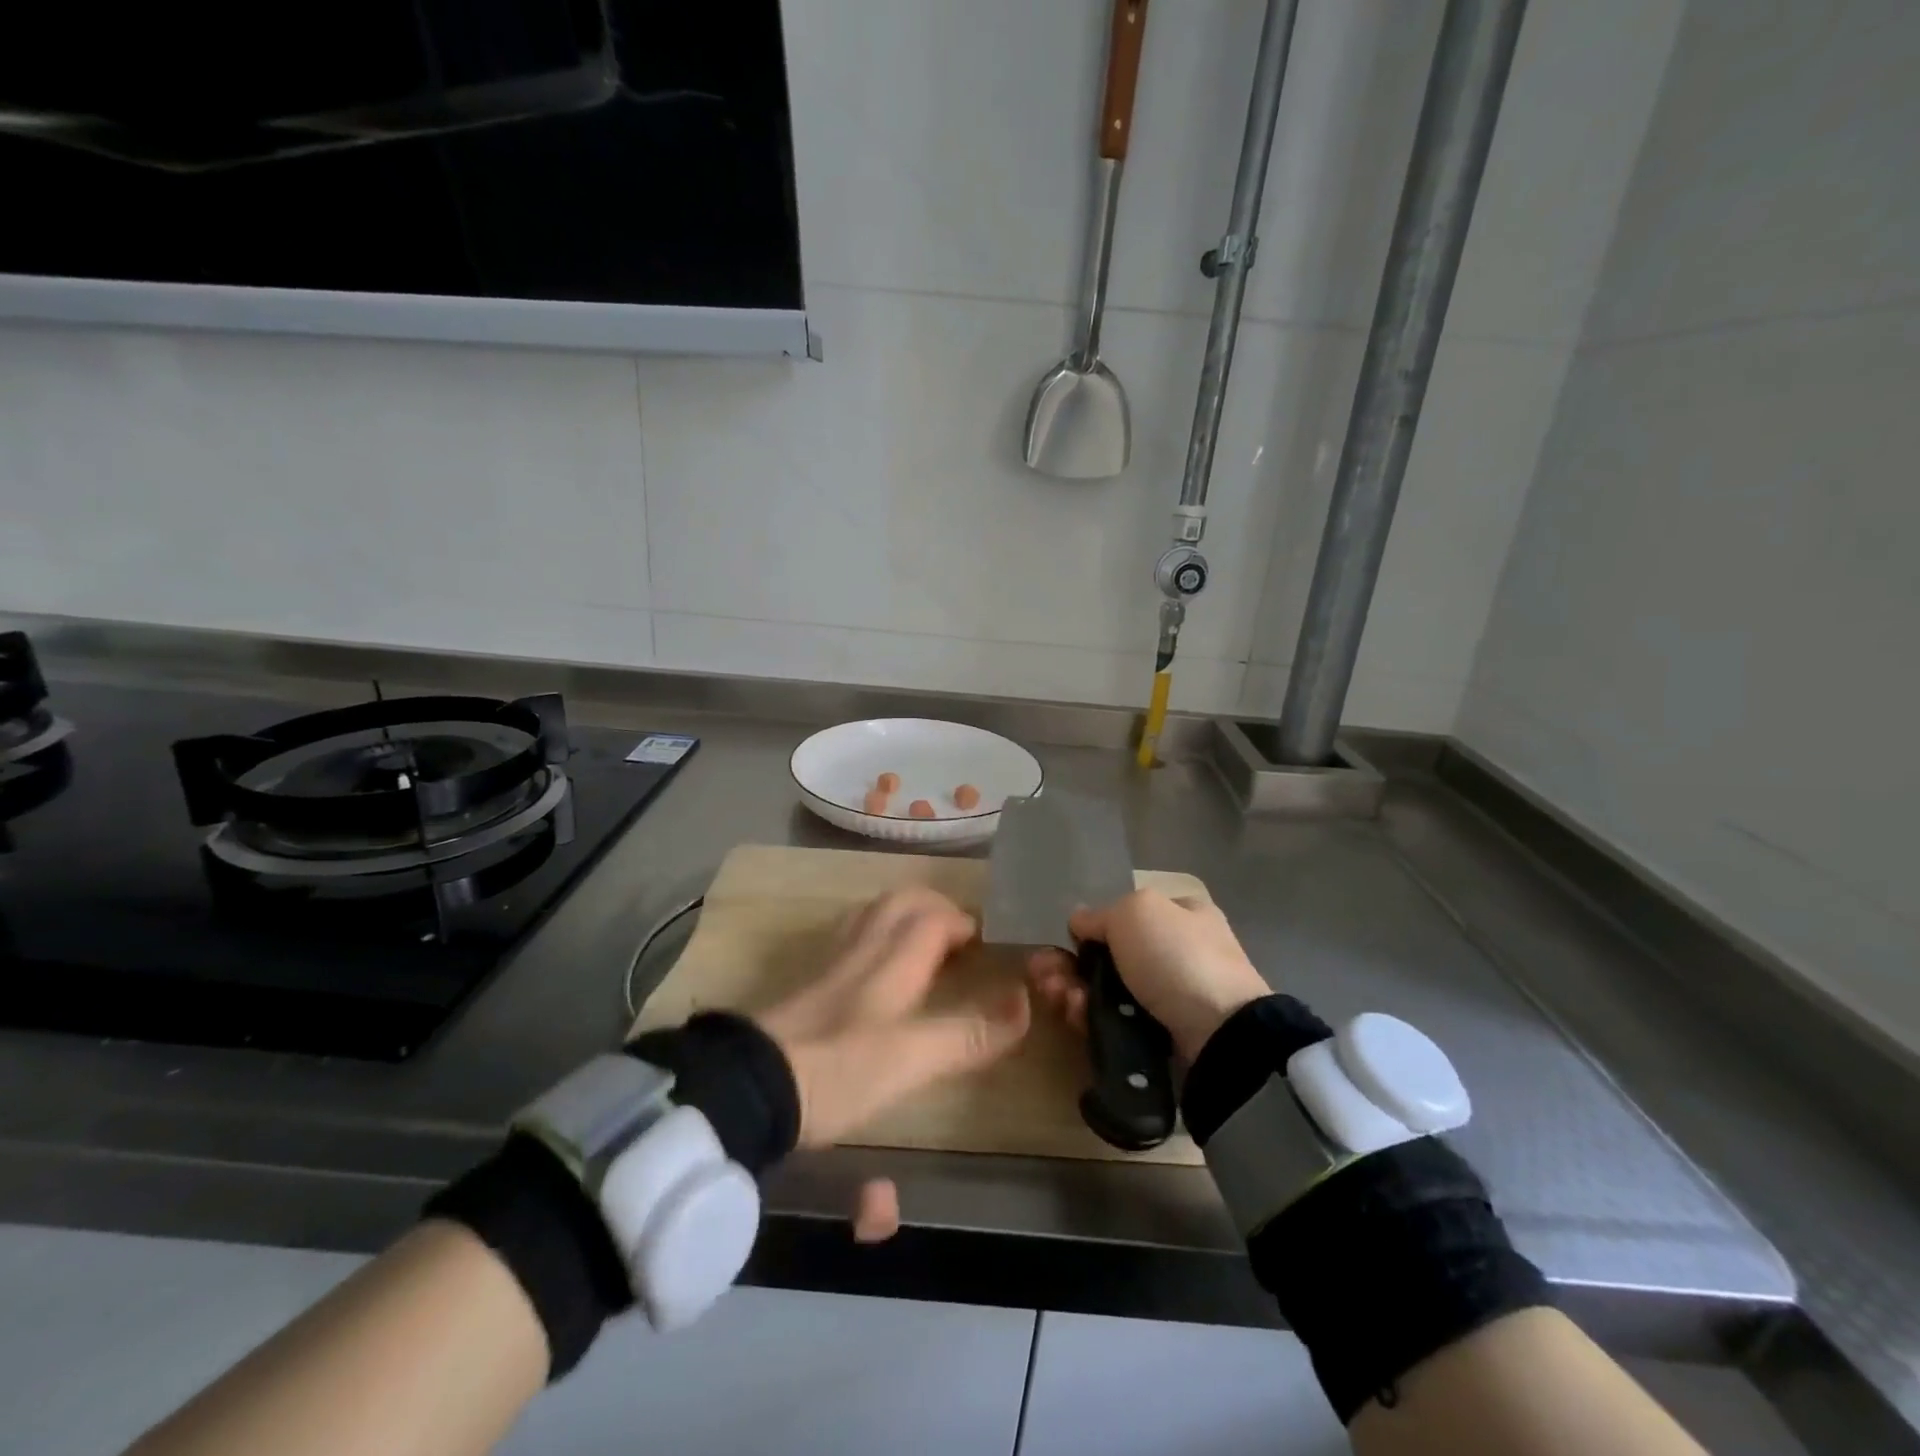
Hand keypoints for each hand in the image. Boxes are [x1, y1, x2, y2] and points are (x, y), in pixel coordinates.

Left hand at [756, 887, 1030, 1239]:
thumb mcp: (912, 1059)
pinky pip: (849, 937)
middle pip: (901, 902)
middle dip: (934, 907)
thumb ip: (968, 1034)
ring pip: (872, 915)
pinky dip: (874, 935)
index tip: (984, 942)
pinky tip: (873, 967)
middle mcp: (862, 948)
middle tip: (957, 937)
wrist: (752, 1085)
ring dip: (903, 916)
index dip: (962, 922)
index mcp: (892, 959)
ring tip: (922, 944)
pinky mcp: (806, 981)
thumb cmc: (839, 1069)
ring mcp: (829, 961)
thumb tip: (1025, 1004)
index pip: (933, 916)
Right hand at [1027, 890, 1268, 1062]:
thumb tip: (1079, 922)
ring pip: (1106, 992)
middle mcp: (1176, 953)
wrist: (1220, 1035)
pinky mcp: (1160, 1039)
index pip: (1125, 917)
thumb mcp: (1135, 912)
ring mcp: (1169, 999)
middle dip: (1069, 965)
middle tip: (1044, 976)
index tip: (1060, 943)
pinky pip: (1115, 1025)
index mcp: (1181, 915)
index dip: (1089, 929)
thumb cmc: (1178, 957)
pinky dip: (1091, 1020)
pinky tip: (1076, 1017)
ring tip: (1058, 999)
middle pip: (1108, 957)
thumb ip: (1100, 914)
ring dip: (1072, 992)